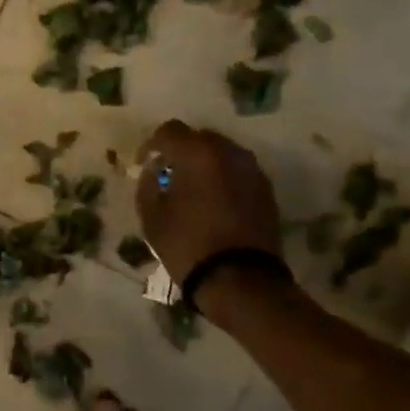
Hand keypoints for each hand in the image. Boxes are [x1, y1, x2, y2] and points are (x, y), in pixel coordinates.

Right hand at [133, 120, 281, 293]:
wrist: (240, 279)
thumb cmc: (188, 245)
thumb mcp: (152, 218)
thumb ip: (147, 186)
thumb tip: (153, 172)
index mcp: (198, 154)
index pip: (169, 131)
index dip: (151, 145)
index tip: (143, 165)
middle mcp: (229, 152)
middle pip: (199, 138)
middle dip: (180, 152)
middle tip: (167, 176)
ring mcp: (252, 170)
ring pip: (222, 154)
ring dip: (204, 164)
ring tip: (191, 190)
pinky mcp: (266, 190)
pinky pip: (237, 172)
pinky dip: (222, 178)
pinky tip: (213, 202)